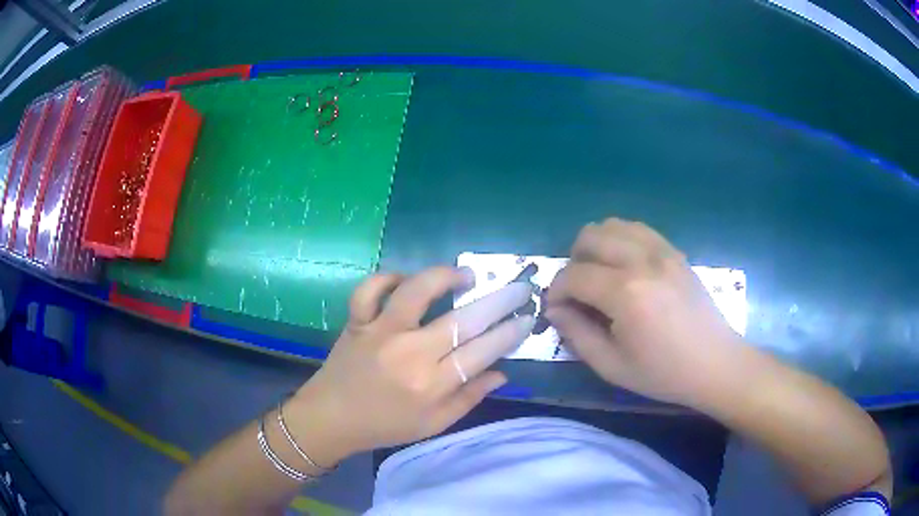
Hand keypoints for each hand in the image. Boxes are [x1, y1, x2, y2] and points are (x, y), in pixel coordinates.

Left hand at [291, 267, 534, 460]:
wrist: (331, 419)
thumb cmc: (385, 425)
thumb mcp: (433, 424)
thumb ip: (469, 398)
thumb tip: (501, 373)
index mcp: (430, 385)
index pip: (482, 352)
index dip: (509, 333)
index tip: (527, 318)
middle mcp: (409, 353)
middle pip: (462, 320)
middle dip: (498, 301)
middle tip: (519, 288)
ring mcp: (380, 332)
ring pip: (416, 291)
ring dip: (445, 277)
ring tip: (466, 275)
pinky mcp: (357, 321)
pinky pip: (370, 289)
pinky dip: (387, 278)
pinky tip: (405, 281)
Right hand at [545, 218, 745, 406]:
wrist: (715, 364)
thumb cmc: (664, 373)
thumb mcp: (612, 366)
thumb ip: (577, 334)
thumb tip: (555, 310)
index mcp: (625, 293)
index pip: (573, 275)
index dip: (556, 291)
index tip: (555, 310)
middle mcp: (642, 261)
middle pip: (590, 236)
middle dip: (573, 261)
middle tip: (577, 291)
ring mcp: (662, 251)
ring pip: (614, 225)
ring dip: (597, 246)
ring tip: (600, 275)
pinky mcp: (675, 252)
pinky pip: (639, 229)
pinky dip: (622, 240)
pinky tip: (625, 267)